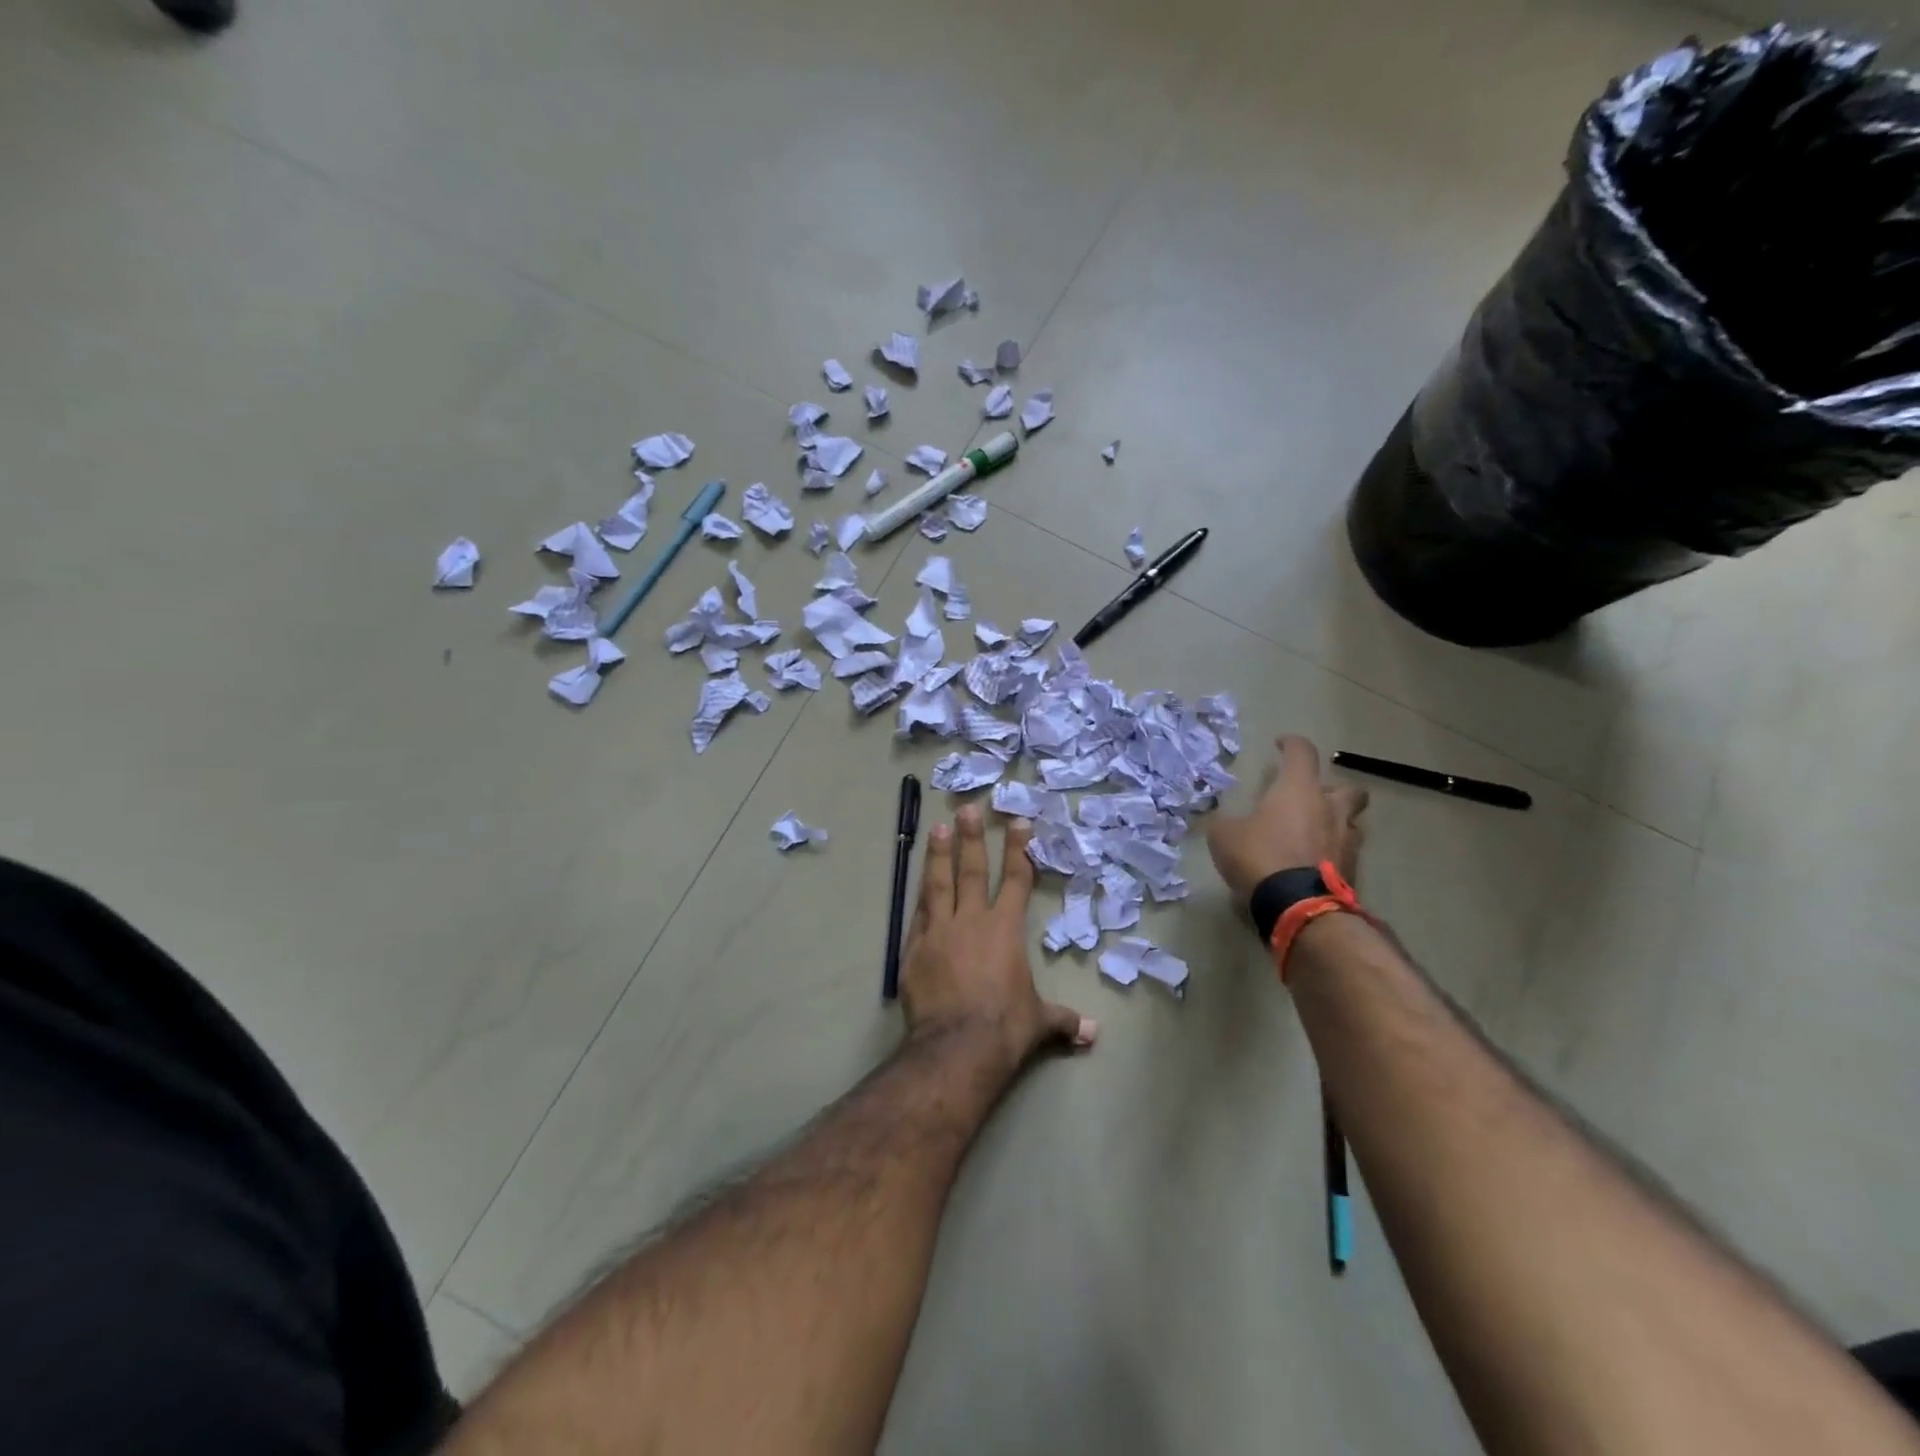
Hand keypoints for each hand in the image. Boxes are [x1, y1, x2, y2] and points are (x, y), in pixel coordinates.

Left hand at [901, 805, 1096, 1077]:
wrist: (956, 1046)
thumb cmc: (1005, 1027)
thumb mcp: (1038, 1022)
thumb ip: (1063, 1020)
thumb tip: (1092, 1033)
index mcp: (1004, 929)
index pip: (1015, 880)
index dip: (1018, 850)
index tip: (1017, 822)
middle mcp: (971, 921)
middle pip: (972, 870)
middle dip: (972, 838)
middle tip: (967, 809)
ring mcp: (939, 932)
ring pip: (938, 884)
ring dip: (938, 855)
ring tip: (938, 828)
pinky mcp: (914, 949)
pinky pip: (918, 916)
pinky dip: (920, 898)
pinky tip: (918, 885)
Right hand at [1206, 735, 1368, 901]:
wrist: (1297, 905)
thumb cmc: (1259, 856)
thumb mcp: (1224, 836)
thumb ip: (1226, 822)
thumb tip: (1224, 820)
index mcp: (1299, 790)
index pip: (1302, 752)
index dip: (1291, 744)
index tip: (1281, 744)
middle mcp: (1330, 808)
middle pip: (1349, 788)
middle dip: (1333, 790)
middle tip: (1311, 801)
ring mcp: (1346, 840)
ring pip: (1351, 822)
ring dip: (1335, 824)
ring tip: (1312, 836)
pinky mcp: (1353, 870)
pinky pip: (1345, 853)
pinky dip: (1331, 854)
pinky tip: (1312, 864)